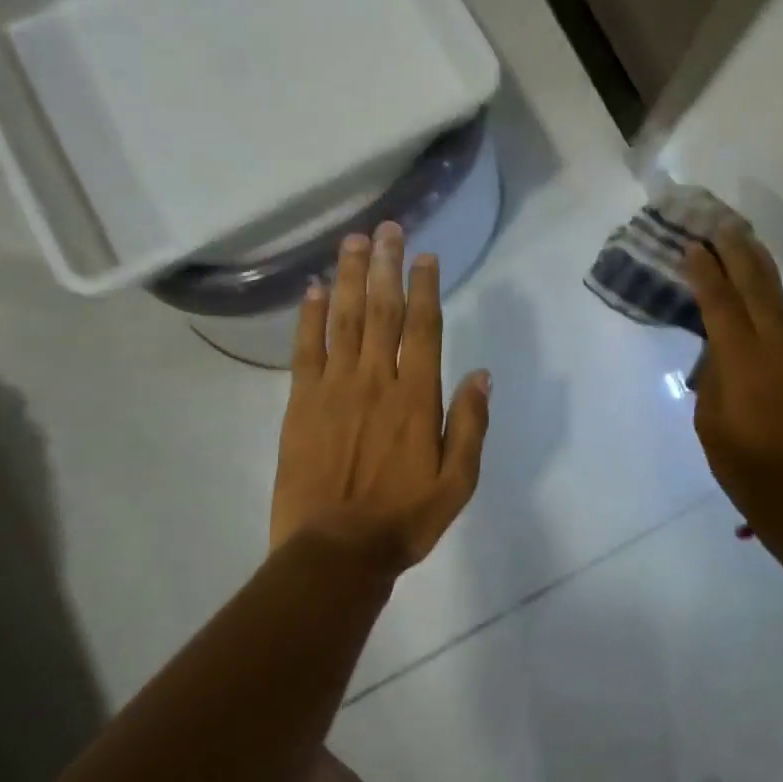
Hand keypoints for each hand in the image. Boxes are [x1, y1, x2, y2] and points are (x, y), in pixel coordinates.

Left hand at [270, 220, 491, 570]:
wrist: (335, 553)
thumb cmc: (403, 520)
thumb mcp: (457, 482)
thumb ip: (470, 424)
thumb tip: (482, 374)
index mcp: (417, 397)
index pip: (424, 327)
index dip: (425, 287)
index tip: (426, 256)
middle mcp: (376, 380)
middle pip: (383, 310)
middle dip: (387, 265)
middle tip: (388, 228)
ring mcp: (335, 387)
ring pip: (344, 319)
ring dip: (350, 276)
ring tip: (354, 241)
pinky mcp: (301, 402)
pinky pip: (305, 349)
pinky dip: (310, 316)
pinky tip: (314, 288)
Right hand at [684, 223, 782, 527]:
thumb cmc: (746, 469)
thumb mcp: (710, 424)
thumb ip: (714, 379)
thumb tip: (721, 353)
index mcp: (743, 364)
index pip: (721, 305)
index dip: (705, 273)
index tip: (693, 245)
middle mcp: (778, 351)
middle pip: (757, 289)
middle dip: (739, 253)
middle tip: (723, 223)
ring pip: (780, 305)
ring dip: (761, 273)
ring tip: (746, 245)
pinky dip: (774, 312)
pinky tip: (763, 308)